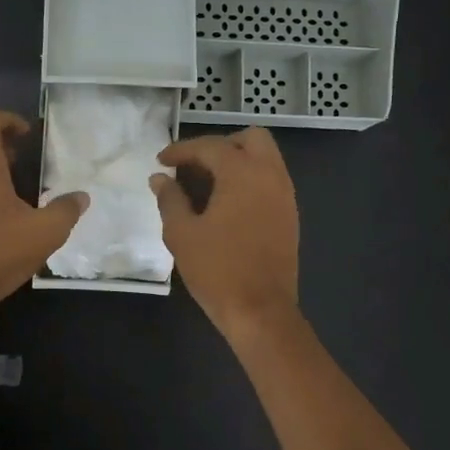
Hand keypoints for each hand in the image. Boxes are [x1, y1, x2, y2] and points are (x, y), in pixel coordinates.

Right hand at [150, 127, 299, 339]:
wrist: (260, 310)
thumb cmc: (217, 270)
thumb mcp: (182, 233)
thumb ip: (170, 199)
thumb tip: (160, 178)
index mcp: (243, 174)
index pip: (210, 146)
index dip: (182, 150)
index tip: (161, 161)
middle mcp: (270, 176)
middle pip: (250, 139)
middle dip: (220, 146)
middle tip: (194, 167)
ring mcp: (285, 196)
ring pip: (265, 159)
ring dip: (237, 162)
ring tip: (206, 185)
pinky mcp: (290, 216)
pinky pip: (270, 181)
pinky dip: (249, 180)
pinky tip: (226, 205)